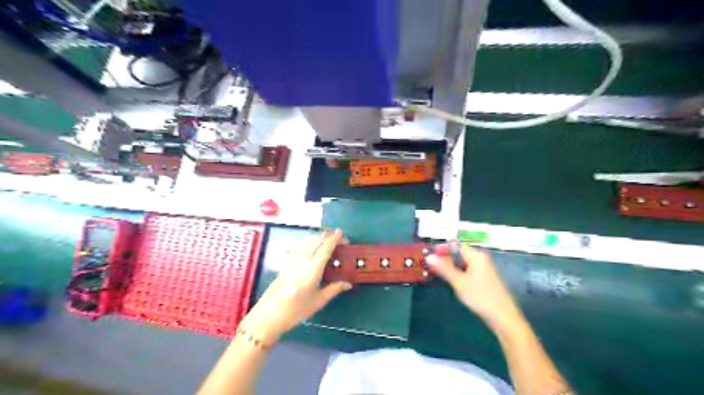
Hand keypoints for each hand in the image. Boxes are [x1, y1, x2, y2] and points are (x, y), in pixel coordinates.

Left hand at [241, 230, 352, 343]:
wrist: (268, 315)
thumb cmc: (296, 310)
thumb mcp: (318, 301)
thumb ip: (334, 289)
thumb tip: (348, 284)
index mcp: (313, 268)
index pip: (326, 247)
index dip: (335, 239)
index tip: (342, 234)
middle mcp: (303, 259)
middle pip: (316, 241)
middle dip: (328, 236)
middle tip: (339, 238)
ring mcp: (293, 260)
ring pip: (308, 242)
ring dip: (319, 238)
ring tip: (328, 240)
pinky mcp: (286, 263)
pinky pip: (301, 247)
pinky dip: (310, 243)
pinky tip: (312, 248)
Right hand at [423, 244, 521, 330]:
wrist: (503, 317)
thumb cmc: (481, 297)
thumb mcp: (459, 282)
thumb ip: (444, 268)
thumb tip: (429, 257)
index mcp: (476, 256)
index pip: (456, 245)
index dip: (442, 248)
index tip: (429, 254)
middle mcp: (480, 259)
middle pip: (459, 254)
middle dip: (444, 258)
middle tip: (429, 265)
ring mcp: (483, 270)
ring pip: (462, 263)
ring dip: (450, 267)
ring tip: (436, 272)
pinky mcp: (483, 279)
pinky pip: (467, 271)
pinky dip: (457, 273)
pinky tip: (450, 281)